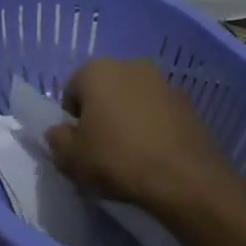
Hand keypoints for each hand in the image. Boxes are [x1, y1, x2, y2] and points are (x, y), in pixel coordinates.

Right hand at [46, 57, 236, 216]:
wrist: (186, 180)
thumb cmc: (117, 160)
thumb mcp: (71, 158)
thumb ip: (57, 140)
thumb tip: (60, 132)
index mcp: (96, 70)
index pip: (71, 92)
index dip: (72, 121)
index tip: (80, 146)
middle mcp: (130, 65)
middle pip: (103, 92)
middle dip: (100, 115)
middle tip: (102, 150)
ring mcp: (163, 82)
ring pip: (132, 101)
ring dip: (127, 120)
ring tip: (130, 155)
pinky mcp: (188, 103)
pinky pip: (158, 114)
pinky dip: (152, 128)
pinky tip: (154, 155)